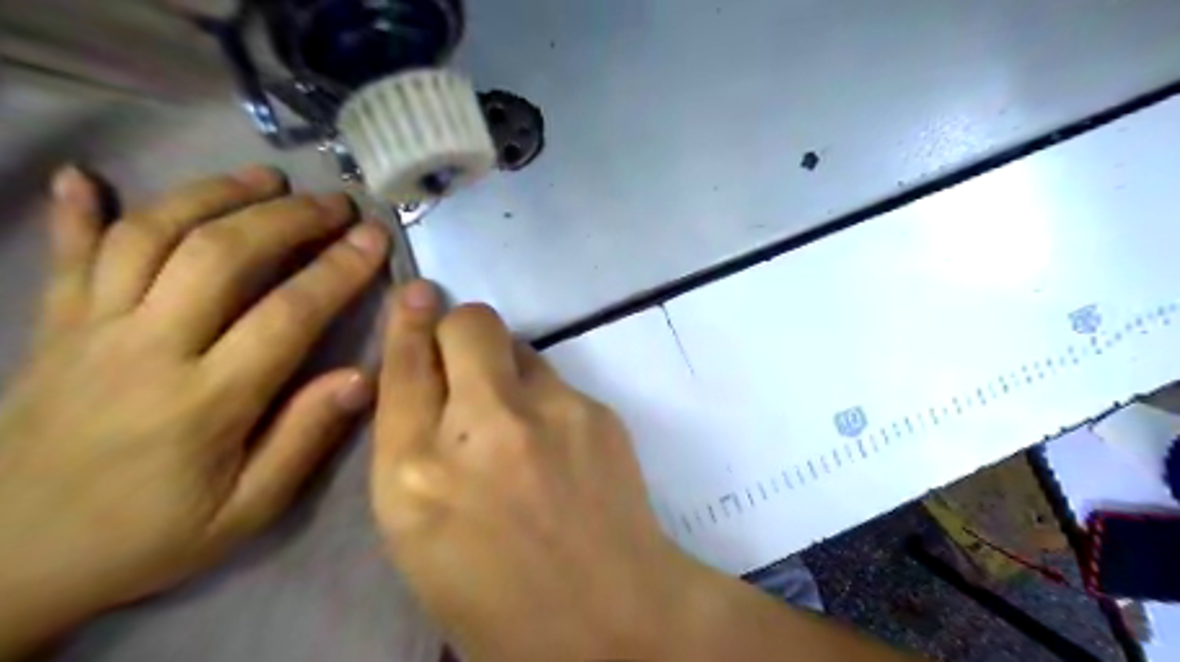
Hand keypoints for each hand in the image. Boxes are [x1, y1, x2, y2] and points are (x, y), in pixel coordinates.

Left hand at [1, 162, 389, 650]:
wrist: (5, 564)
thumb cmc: (147, 536)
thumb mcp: (246, 510)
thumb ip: (305, 439)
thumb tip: (363, 377)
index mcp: (206, 400)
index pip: (287, 314)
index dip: (338, 270)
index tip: (375, 238)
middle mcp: (147, 349)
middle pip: (220, 255)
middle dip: (288, 218)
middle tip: (334, 203)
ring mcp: (92, 330)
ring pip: (151, 236)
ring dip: (213, 195)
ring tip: (264, 178)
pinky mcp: (54, 328)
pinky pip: (65, 255)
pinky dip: (76, 210)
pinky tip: (87, 176)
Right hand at [374, 286, 699, 660]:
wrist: (609, 615)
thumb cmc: (497, 595)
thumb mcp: (420, 533)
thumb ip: (416, 452)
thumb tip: (430, 387)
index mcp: (414, 476)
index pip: (402, 368)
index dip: (406, 324)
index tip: (415, 296)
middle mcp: (479, 428)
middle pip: (467, 324)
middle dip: (460, 326)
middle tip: (467, 351)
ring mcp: (547, 412)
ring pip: (518, 345)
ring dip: (507, 366)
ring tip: (521, 418)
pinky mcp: (595, 410)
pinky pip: (556, 378)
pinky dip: (545, 397)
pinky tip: (559, 442)